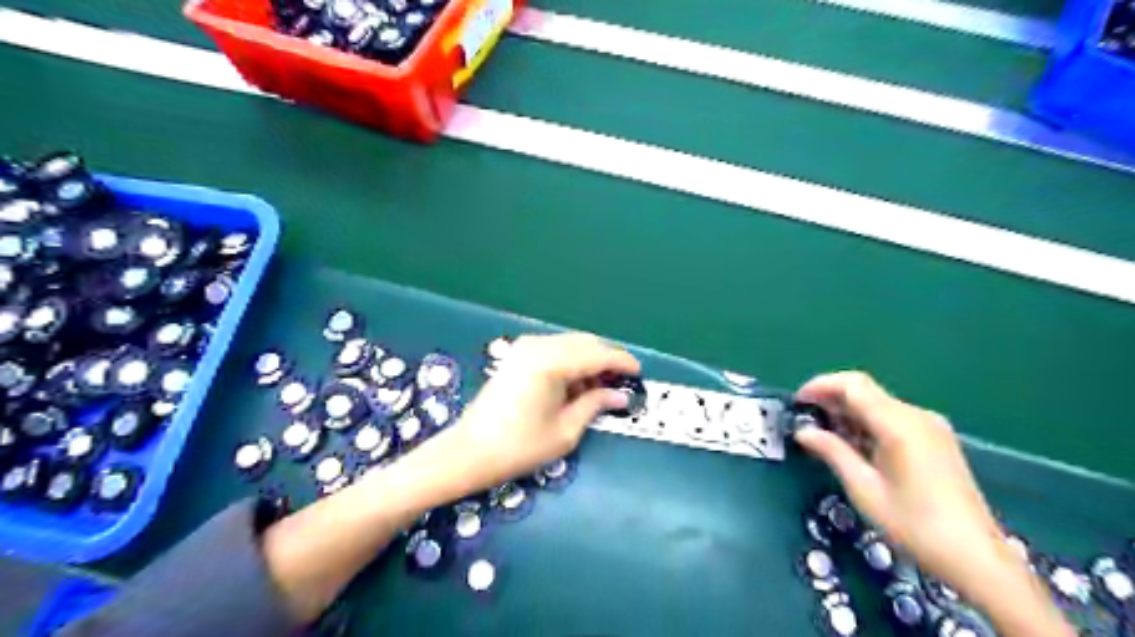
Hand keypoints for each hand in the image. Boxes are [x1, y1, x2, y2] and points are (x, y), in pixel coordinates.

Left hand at [262, 336, 642, 623]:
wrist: (468, 452)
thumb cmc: (518, 447)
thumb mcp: (565, 431)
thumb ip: (595, 405)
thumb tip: (619, 395)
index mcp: (551, 361)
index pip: (597, 354)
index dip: (622, 362)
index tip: (640, 373)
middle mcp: (539, 345)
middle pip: (585, 343)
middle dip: (607, 360)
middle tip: (623, 383)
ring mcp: (525, 347)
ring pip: (570, 345)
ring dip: (589, 361)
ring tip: (602, 388)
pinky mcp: (517, 356)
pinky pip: (555, 350)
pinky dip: (571, 363)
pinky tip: (577, 384)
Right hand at [791, 373, 996, 587]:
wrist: (976, 558)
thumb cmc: (914, 525)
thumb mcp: (864, 489)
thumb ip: (832, 452)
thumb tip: (803, 431)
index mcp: (898, 425)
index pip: (853, 385)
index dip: (821, 386)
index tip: (798, 403)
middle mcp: (916, 416)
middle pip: (866, 390)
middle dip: (832, 400)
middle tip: (807, 422)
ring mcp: (930, 426)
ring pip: (878, 403)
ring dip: (849, 412)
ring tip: (826, 437)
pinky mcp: (936, 439)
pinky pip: (893, 417)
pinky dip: (868, 423)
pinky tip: (856, 446)